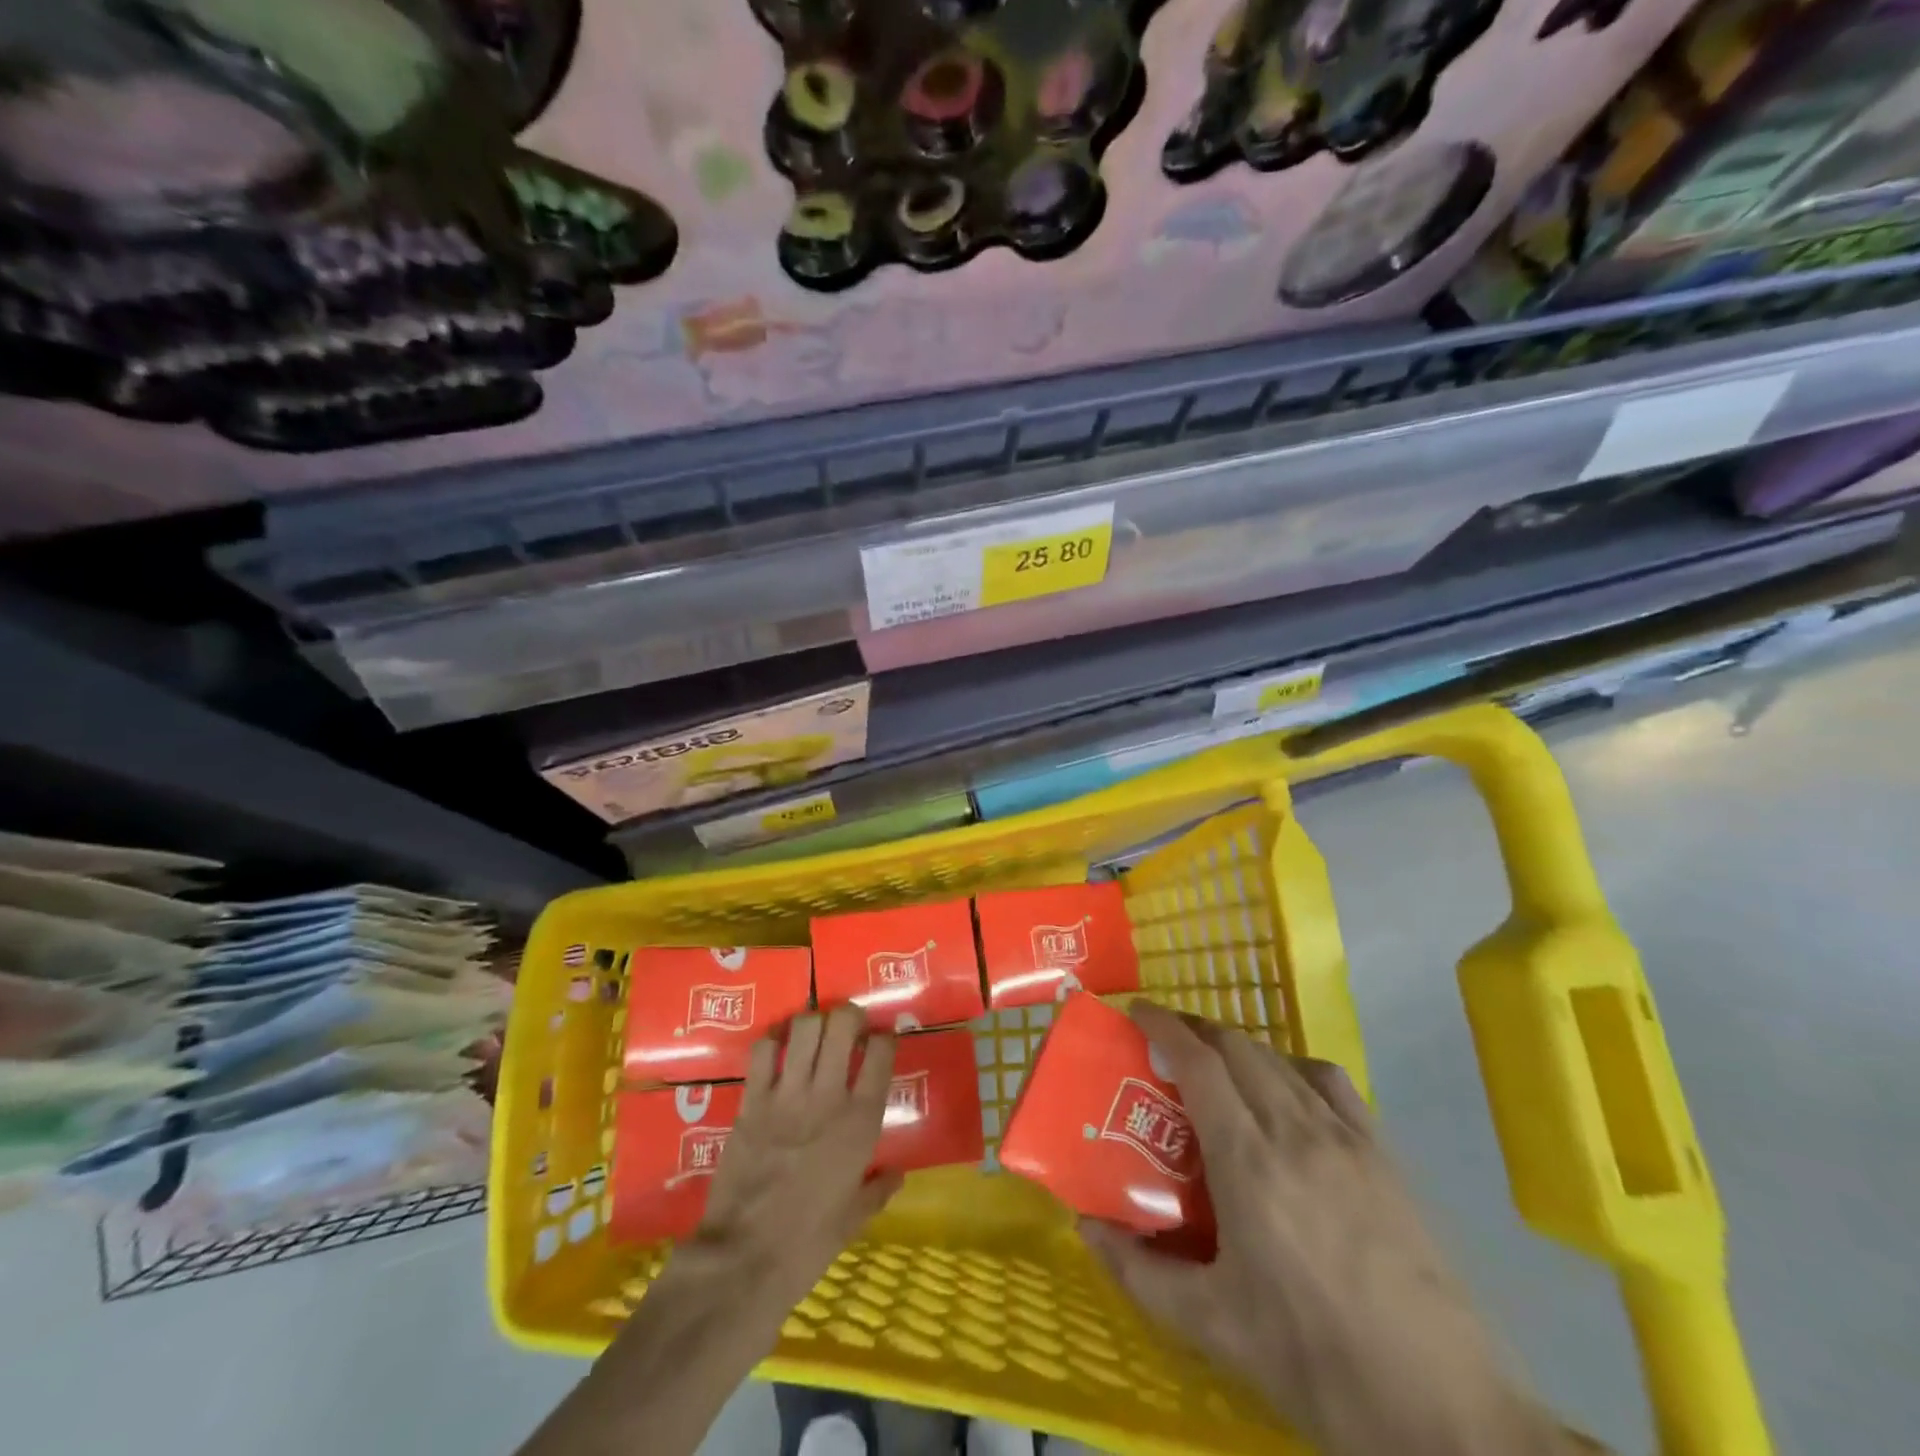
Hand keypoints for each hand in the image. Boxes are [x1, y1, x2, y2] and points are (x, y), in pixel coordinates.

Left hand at [676, 1005, 902, 1317]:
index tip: (881, 1041)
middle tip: (848, 1028)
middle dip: (849, 1015)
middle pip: (843, 1023)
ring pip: (805, 1026)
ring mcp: (787, 1094)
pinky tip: (778, 1050)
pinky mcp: (752, 1100)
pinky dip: (773, 1041)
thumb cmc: (807, 1245)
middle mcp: (828, 1096)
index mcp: (861, 1122)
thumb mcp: (853, 1220)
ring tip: (814, 1036)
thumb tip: (897, 1175)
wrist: (743, 1261)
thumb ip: (878, 1190)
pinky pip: (763, 1050)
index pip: (882, 1051)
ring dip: (813, 1023)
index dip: (885, 1037)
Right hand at [1080, 1002, 1570, 1455]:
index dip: (1164, 1025)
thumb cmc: (1313, 1361)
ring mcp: (1346, 1138)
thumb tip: (1085, 1227)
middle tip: (1165, 1041)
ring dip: (1238, 1046)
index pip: (1199, 1062)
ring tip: (1216, 1064)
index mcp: (1248, 1162)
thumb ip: (1138, 1272)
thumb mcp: (1212, 1326)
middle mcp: (1295, 1131)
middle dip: (1195, 1029)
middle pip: (1238, 1047)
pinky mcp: (1383, 1155)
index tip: (1136, 1012)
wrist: (1443, 1412)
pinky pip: (1328, 1082)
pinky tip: (1285, 1094)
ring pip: (1280, 1059)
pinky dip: (1291, 1067)